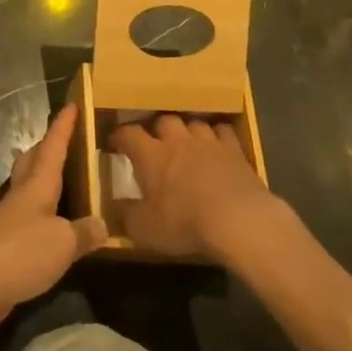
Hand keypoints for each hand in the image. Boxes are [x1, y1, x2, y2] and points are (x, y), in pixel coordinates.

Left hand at [0, 103, 106, 335]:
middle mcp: (21, 198)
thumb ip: (83, 233)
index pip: (53, 147)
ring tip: (61, 178)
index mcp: (36, 186)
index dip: (63, 126)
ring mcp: (9, 222)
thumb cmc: (17, 252)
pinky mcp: (3, 249)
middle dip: (48, 147)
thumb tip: (102, 223)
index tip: (73, 103)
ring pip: (28, 190)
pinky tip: (50, 229)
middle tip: (65, 138)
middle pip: (33, 163)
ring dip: (42, 180)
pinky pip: (27, 223)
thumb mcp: (61, 243)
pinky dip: (41, 218)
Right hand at [109, 114, 279, 259]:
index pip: (129, 134)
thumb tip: (113, 207)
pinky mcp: (235, 150)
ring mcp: (208, 142)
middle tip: (156, 144)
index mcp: (151, 155)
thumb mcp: (145, 229)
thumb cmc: (185, 222)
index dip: (120, 137)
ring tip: (187, 144)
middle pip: (163, 121)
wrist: (239, 220)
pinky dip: (217, 137)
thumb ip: (126, 216)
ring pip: (193, 124)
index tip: (115, 143)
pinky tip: (218, 147)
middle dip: (157, 130)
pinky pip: (223, 132)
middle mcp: (177, 140)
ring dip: (188, 132)